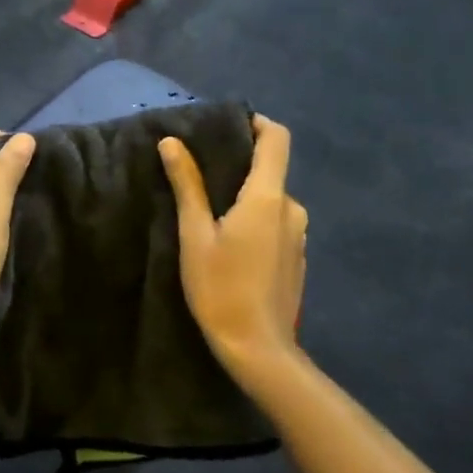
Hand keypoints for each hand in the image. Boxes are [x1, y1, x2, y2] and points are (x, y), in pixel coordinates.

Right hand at [159, 115, 307, 379]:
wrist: (258, 348)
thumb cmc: (220, 289)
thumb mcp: (194, 236)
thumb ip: (187, 186)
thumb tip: (172, 143)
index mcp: (268, 197)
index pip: (277, 138)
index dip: (256, 124)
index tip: (227, 127)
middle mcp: (292, 208)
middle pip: (270, 171)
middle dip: (239, 169)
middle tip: (201, 179)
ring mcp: (299, 235)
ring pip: (272, 201)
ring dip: (246, 200)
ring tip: (211, 217)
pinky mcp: (297, 258)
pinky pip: (277, 225)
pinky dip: (256, 223)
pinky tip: (232, 247)